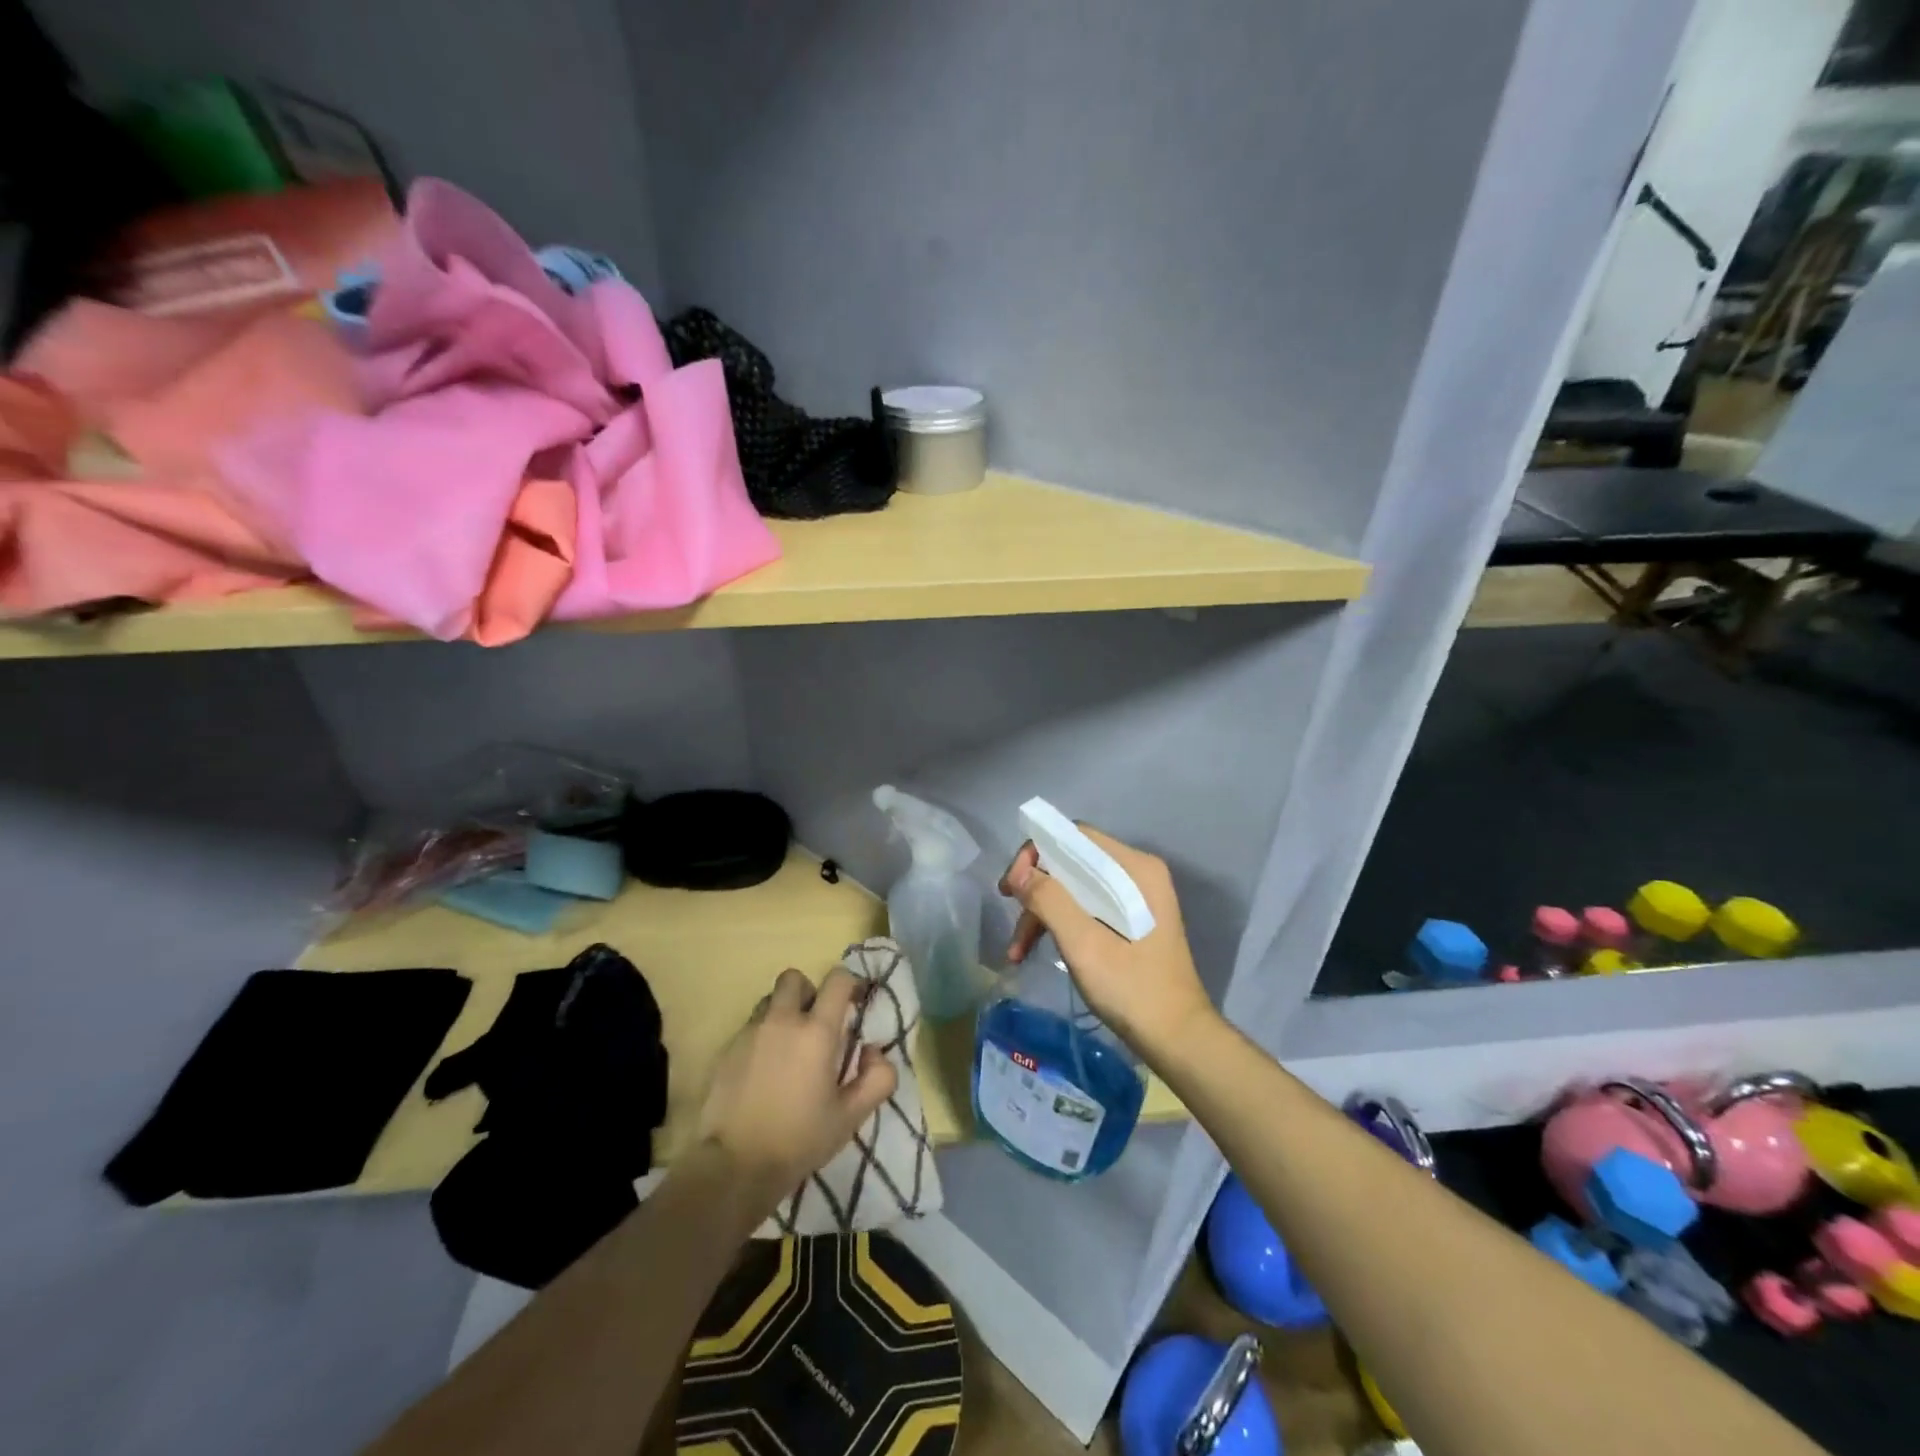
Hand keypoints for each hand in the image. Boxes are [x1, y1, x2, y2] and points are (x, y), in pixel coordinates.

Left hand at [698, 967, 897, 1209]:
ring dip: (783, 1012)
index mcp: (816, 1031)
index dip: (850, 984)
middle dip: (809, 992)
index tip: (855, 1003)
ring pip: (769, 1001)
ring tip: (788, 1046)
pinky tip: (765, 1070)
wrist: (735, 1166)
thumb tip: (874, 1051)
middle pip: (795, 978)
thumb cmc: (799, 1139)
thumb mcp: (850, 1117)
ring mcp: (750, 1033)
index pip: (837, 980)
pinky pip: (750, 1027)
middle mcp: (782, 1020)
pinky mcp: (727, 1050)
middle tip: (816, 1023)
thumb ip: (877, 1079)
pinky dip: (762, 1036)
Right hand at [1001, 827, 1216, 1065]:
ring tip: (1016, 950)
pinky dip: (1059, 925)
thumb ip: (1050, 901)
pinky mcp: (1130, 921)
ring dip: (1042, 913)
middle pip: (1072, 862)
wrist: (1177, 1040)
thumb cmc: (1133, 990)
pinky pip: (1085, 907)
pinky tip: (1034, 950)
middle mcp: (1137, 874)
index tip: (1012, 886)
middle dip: (1036, 889)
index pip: (1075, 837)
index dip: (1037, 853)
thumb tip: (1019, 871)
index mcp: (1135, 869)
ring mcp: (1135, 899)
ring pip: (1074, 888)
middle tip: (1008, 912)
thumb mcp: (1085, 945)